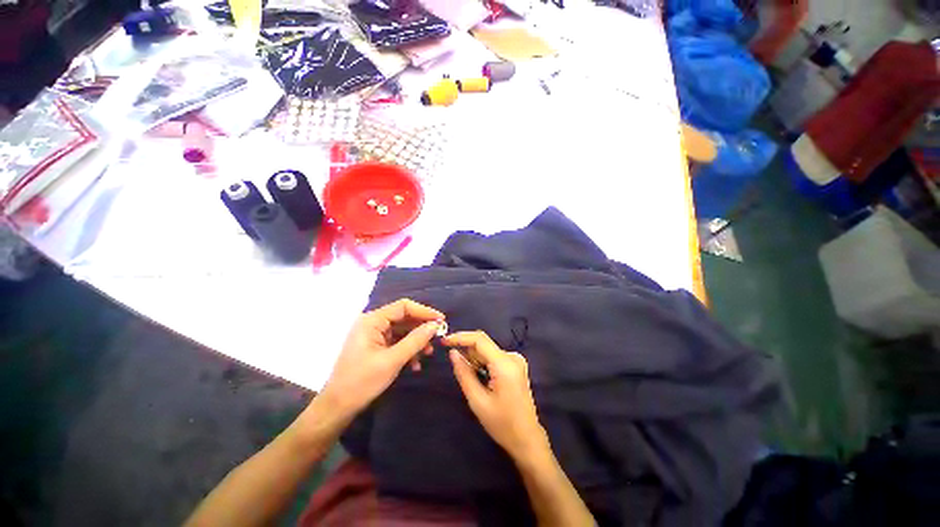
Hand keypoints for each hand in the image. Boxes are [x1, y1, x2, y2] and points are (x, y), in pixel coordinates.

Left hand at [320, 299, 443, 417]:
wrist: (337, 408)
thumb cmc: (362, 381)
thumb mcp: (393, 360)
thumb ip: (415, 340)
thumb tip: (435, 325)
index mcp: (372, 320)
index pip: (403, 307)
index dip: (424, 311)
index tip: (441, 320)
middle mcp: (372, 323)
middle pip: (404, 318)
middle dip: (421, 329)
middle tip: (437, 338)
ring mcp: (373, 335)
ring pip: (402, 331)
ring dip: (416, 341)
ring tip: (428, 354)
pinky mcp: (375, 347)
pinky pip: (396, 342)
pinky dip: (407, 350)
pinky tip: (415, 365)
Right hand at [444, 331, 548, 461]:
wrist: (527, 439)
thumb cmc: (502, 424)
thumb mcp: (477, 401)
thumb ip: (464, 374)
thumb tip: (452, 353)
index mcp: (505, 364)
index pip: (480, 339)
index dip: (460, 337)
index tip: (444, 341)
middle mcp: (512, 356)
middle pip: (483, 345)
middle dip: (467, 352)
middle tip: (458, 369)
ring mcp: (516, 360)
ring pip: (487, 351)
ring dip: (475, 360)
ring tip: (475, 383)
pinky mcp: (516, 365)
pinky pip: (494, 357)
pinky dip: (483, 364)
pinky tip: (482, 381)